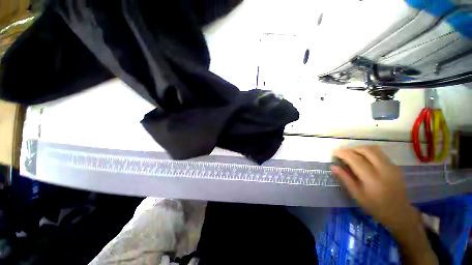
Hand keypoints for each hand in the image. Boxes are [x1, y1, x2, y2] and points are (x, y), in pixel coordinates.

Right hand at [331, 145, 413, 229]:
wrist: (399, 212)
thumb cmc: (375, 206)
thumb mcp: (357, 195)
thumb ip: (345, 179)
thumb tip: (333, 166)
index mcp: (372, 178)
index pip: (355, 159)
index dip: (343, 153)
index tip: (334, 152)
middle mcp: (383, 169)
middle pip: (365, 150)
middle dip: (350, 148)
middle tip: (342, 152)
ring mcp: (391, 166)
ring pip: (373, 149)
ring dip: (359, 148)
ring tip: (351, 153)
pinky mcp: (394, 166)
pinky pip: (379, 153)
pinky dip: (367, 151)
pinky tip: (363, 157)